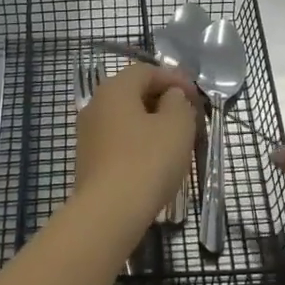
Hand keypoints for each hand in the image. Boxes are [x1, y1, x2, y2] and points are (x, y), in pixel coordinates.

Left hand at [76, 62, 202, 216]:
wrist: (109, 213)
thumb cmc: (147, 160)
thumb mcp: (177, 125)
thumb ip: (178, 102)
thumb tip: (170, 97)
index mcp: (115, 89)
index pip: (146, 71)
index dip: (174, 78)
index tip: (195, 96)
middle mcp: (95, 105)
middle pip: (133, 93)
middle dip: (162, 100)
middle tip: (188, 116)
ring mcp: (88, 134)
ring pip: (125, 119)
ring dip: (151, 123)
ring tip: (175, 140)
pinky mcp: (88, 161)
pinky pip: (118, 141)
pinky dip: (138, 143)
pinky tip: (155, 161)